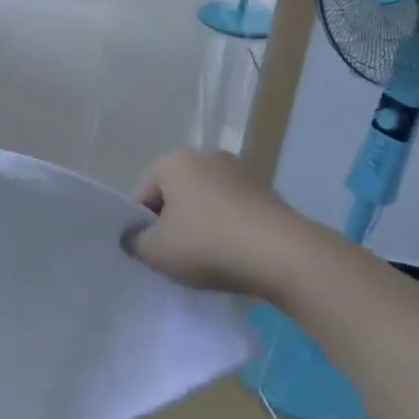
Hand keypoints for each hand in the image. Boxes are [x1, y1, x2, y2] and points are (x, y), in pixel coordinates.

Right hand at [125, 148, 311, 299]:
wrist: (284, 255)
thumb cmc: (209, 244)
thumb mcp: (156, 251)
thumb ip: (134, 242)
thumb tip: (134, 237)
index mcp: (174, 161)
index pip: (142, 195)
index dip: (141, 228)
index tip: (152, 255)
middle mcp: (207, 157)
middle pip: (174, 196)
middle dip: (171, 225)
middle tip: (176, 259)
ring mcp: (241, 173)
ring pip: (204, 204)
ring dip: (200, 229)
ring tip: (207, 261)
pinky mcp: (266, 193)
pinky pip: (232, 213)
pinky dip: (226, 231)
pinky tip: (233, 257)